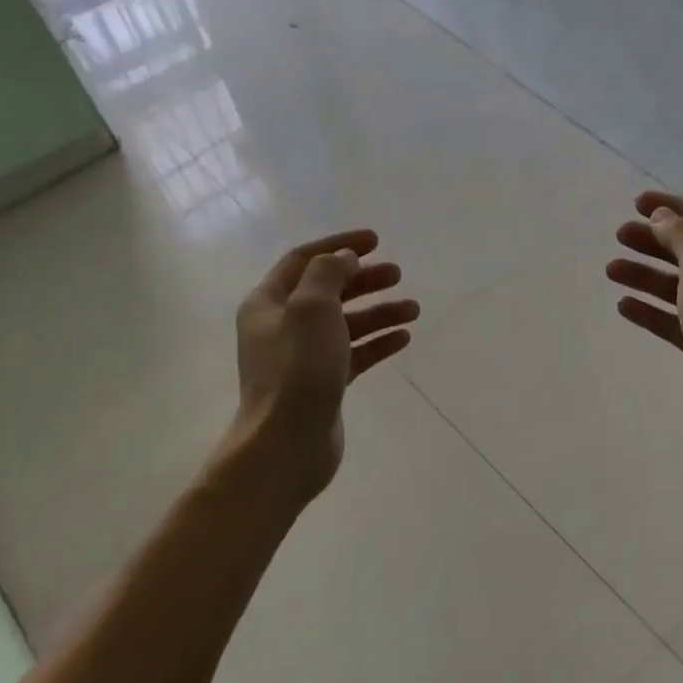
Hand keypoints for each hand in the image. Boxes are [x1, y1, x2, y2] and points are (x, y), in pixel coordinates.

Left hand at [228, 229, 418, 500]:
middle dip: (363, 279)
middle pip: (327, 291)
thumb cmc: (297, 369)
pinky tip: (403, 338)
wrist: (288, 442)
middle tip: (398, 274)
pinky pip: (353, 354)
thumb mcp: (311, 308)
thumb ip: (328, 274)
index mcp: (268, 303)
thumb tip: (343, 259)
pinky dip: (376, 343)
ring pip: (345, 324)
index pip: (304, 260)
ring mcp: (302, 357)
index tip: (376, 240)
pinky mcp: (322, 383)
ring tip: (413, 308)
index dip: (339, 245)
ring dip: (378, 312)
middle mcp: (281, 326)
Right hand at [607, 191, 682, 453]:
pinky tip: (624, 305)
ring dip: (645, 275)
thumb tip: (663, 218)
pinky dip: (649, 310)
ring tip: (611, 270)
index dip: (673, 208)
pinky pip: (672, 320)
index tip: (636, 203)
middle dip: (654, 241)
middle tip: (619, 236)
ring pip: (677, 286)